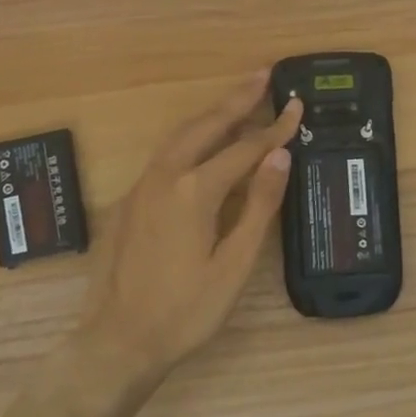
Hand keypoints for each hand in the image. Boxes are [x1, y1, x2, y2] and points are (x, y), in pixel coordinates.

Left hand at [77, 73, 303, 381]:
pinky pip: (166, 153)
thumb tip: (279, 155)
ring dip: (213, 113)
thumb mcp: (234, 264)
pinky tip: (203, 142)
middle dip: (238, 98)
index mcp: (195, 190)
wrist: (118, 341)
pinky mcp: (130, 199)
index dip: (274, 128)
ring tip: (239, 98)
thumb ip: (259, 204)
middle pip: (208, 125)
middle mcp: (165, 175)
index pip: (245, 148)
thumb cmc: (186, 310)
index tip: (297, 106)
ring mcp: (142, 185)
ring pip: (182, 134)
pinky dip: (192, 136)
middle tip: (264, 74)